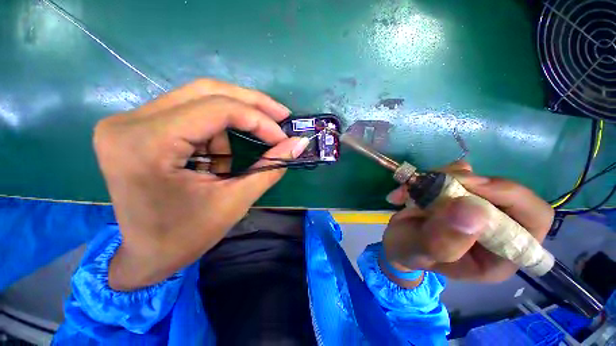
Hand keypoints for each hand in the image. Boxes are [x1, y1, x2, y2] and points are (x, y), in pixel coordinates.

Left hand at [93, 79, 308, 290]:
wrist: (143, 256)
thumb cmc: (184, 237)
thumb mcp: (234, 201)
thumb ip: (270, 168)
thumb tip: (299, 143)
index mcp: (147, 144)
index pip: (218, 109)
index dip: (259, 120)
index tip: (283, 138)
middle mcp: (129, 122)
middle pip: (207, 91)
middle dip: (251, 103)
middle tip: (280, 115)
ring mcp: (129, 121)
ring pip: (199, 99)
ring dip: (231, 122)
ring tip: (232, 159)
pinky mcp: (136, 127)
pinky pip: (189, 114)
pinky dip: (213, 131)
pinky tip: (214, 158)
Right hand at [382, 161, 553, 286]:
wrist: (397, 241)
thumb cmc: (410, 253)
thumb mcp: (421, 251)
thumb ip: (444, 240)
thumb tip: (474, 210)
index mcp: (500, 253)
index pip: (534, 219)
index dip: (511, 197)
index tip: (471, 185)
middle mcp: (496, 228)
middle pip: (503, 190)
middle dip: (468, 182)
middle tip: (435, 181)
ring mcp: (478, 207)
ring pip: (475, 177)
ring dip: (441, 177)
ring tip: (412, 189)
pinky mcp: (459, 193)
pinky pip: (455, 173)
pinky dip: (431, 175)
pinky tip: (411, 186)